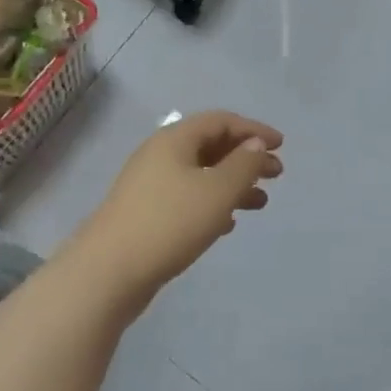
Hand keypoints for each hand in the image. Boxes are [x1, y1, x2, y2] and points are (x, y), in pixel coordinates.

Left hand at [64, 111, 282, 303]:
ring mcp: (150, 185)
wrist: (109, 271)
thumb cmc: (170, 222)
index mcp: (175, 139)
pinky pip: (187, 197)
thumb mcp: (217, 191)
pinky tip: (227, 224)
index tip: (282, 146)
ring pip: (200, 174)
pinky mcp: (146, 213)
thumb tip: (256, 144)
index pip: (220, 120)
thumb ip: (242, 165)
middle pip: (210, 145)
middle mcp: (160, 155)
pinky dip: (212, 203)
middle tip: (277, 175)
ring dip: (232, 183)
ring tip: (260, 203)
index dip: (253, 130)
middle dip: (246, 157)